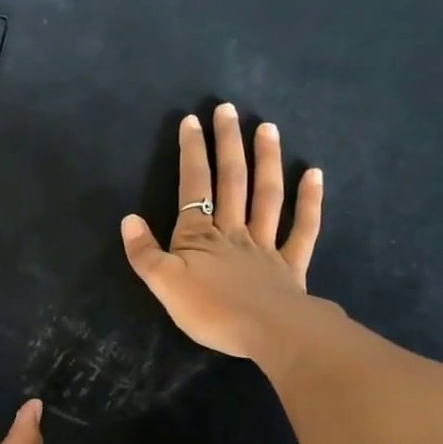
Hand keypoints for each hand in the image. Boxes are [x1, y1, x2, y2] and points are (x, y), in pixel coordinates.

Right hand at [120, 104, 324, 359]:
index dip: (192, 153)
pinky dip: (310, 201)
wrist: (270, 334)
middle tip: (228, 109)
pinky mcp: (291, 266)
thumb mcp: (164, 285)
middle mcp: (233, 231)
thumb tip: (128, 219)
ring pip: (267, 196)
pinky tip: (314, 174)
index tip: (192, 120)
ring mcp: (266, 246)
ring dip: (266, 160)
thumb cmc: (212, 310)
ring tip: (267, 127)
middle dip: (227, 143)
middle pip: (231, 180)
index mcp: (199, 236)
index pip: (193, 186)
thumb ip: (144, 253)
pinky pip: (304, 228)